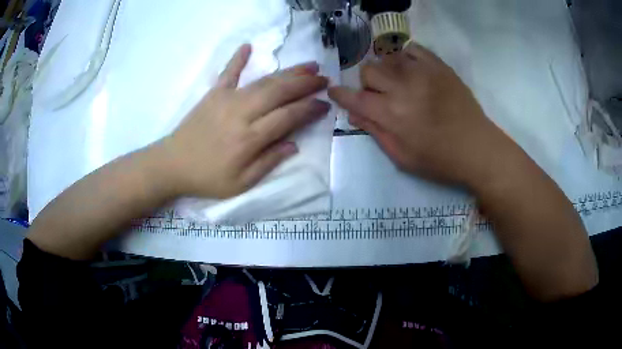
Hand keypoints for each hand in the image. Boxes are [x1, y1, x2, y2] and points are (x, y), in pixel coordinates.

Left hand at [161, 44, 329, 198]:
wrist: (172, 164)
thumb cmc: (207, 177)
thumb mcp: (240, 183)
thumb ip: (268, 163)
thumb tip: (294, 144)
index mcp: (249, 138)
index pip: (288, 116)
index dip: (309, 109)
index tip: (325, 104)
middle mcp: (242, 113)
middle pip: (280, 92)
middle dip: (306, 84)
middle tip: (324, 79)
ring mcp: (226, 99)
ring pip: (263, 81)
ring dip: (288, 71)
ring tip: (308, 65)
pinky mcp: (213, 94)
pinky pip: (228, 72)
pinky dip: (238, 58)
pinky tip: (248, 46)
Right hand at [328, 42, 514, 188]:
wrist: (477, 148)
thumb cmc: (439, 160)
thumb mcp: (402, 157)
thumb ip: (375, 132)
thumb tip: (353, 114)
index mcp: (391, 115)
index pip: (354, 97)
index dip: (340, 93)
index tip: (334, 90)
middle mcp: (402, 88)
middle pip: (368, 71)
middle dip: (368, 83)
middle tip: (380, 95)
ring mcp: (422, 73)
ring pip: (387, 56)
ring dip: (386, 69)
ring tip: (397, 82)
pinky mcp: (438, 66)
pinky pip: (412, 48)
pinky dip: (405, 56)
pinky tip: (411, 68)